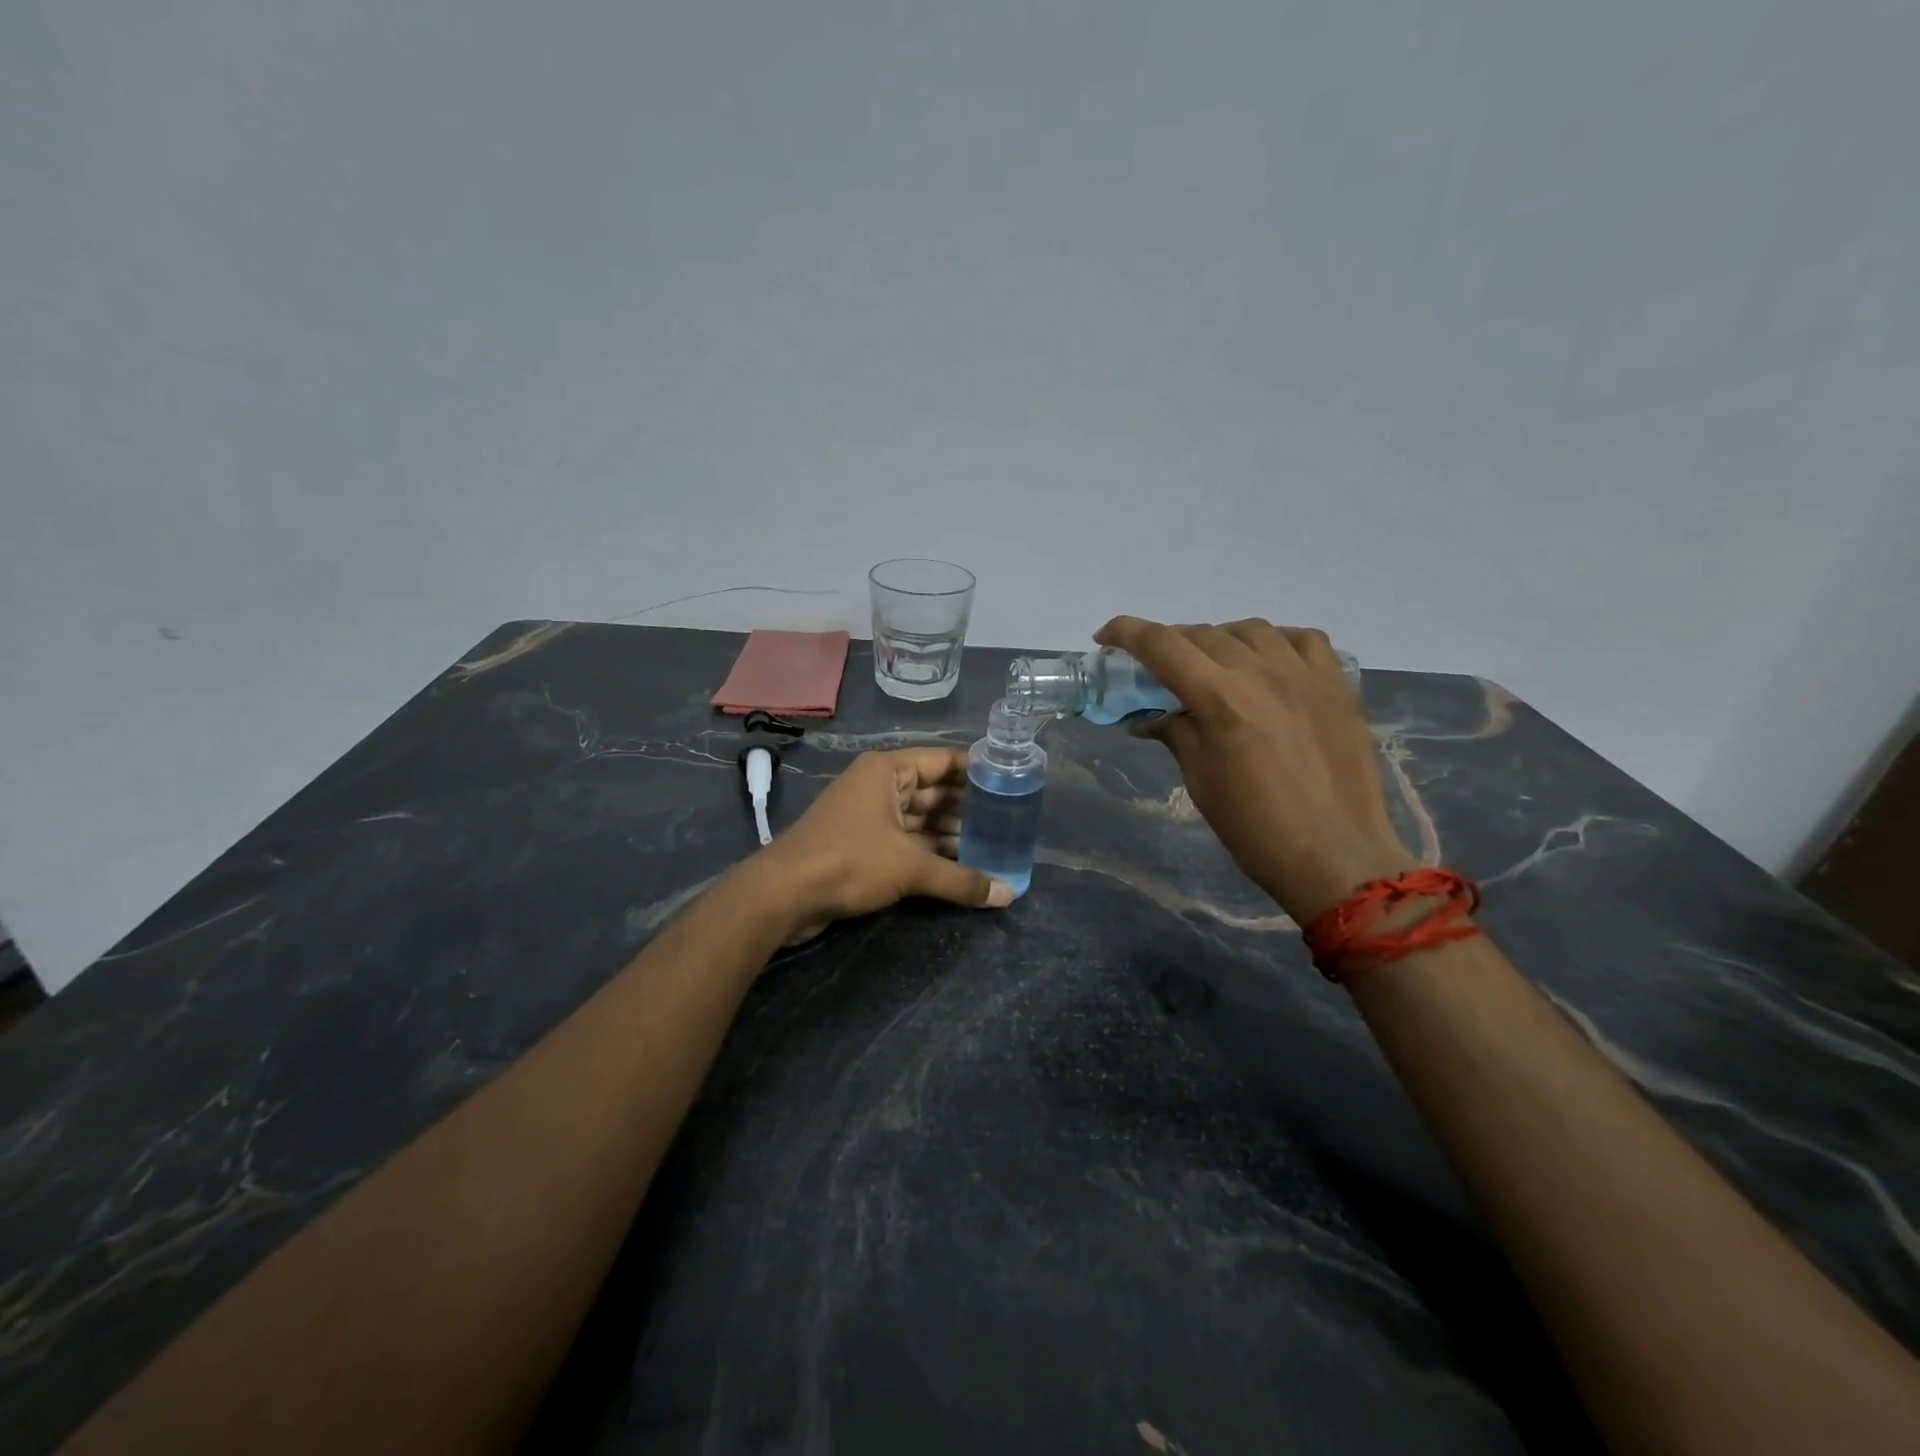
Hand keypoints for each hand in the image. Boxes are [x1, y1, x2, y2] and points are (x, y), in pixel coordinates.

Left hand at [751, 747, 1011, 940]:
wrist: (783, 895)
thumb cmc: (849, 861)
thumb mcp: (910, 868)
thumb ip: (961, 880)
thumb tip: (1008, 895)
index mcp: (887, 771)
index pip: (943, 761)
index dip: (976, 771)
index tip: (1011, 782)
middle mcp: (878, 786)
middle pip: (933, 791)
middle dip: (967, 808)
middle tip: (1008, 822)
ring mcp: (868, 815)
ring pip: (920, 819)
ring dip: (951, 833)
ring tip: (992, 847)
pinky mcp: (862, 844)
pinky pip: (906, 840)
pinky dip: (931, 851)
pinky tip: (960, 866)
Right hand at [1095, 616, 1415, 920]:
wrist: (1336, 856)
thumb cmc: (1255, 828)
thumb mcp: (1201, 781)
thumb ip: (1176, 735)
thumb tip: (1149, 719)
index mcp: (1220, 699)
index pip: (1162, 645)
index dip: (1128, 632)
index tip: (1106, 637)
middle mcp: (1261, 673)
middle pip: (1203, 634)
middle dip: (1171, 643)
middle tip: (1159, 669)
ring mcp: (1305, 675)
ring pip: (1251, 630)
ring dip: (1221, 640)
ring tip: (1214, 665)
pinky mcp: (1339, 686)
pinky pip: (1305, 640)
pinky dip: (1277, 642)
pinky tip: (1270, 663)